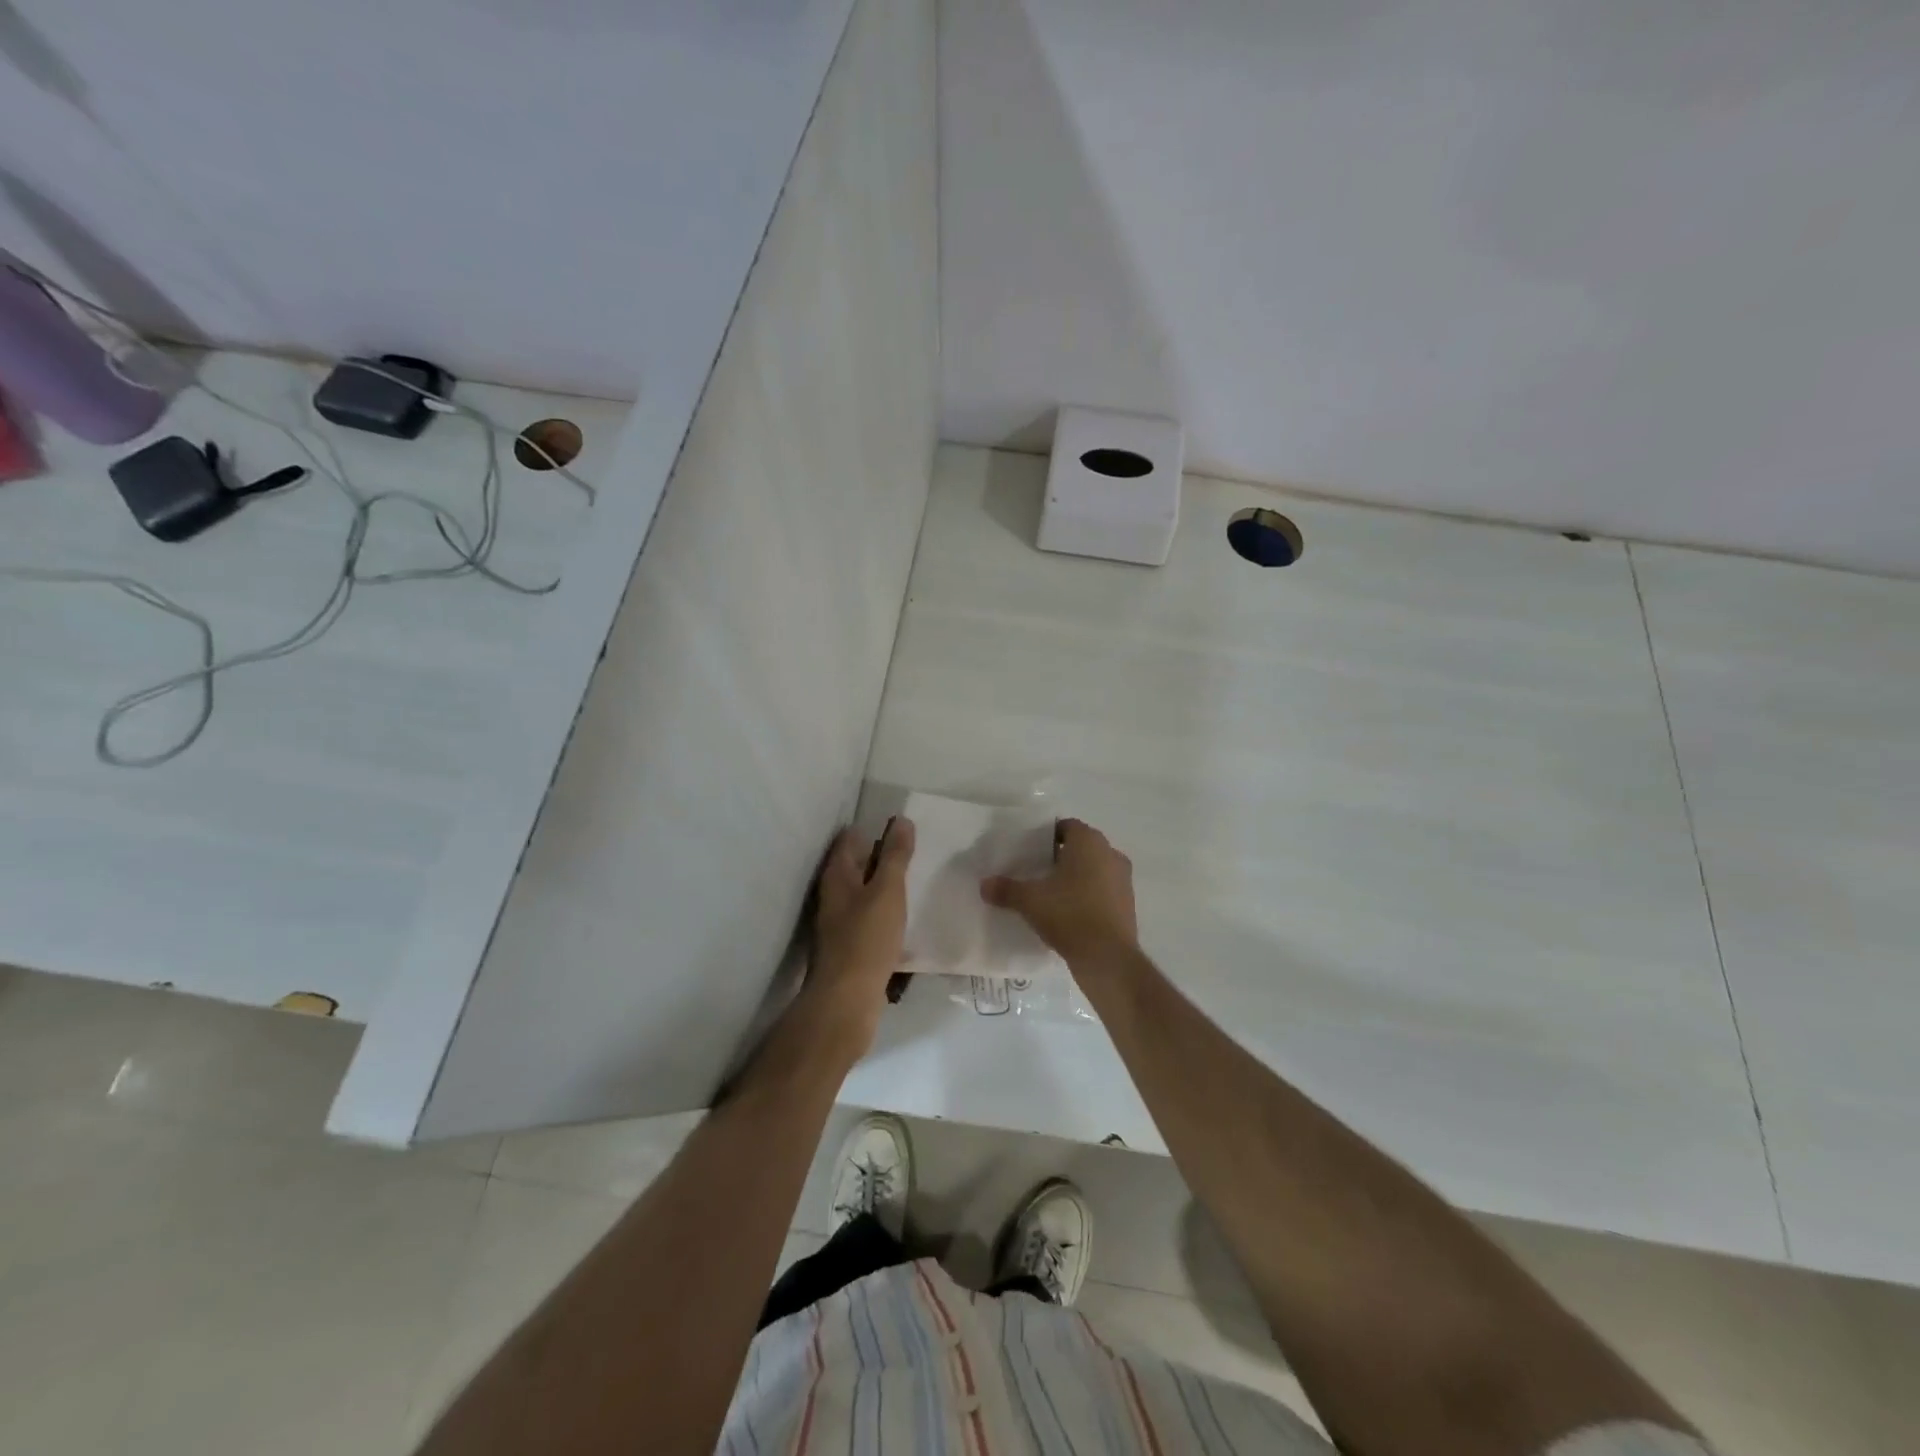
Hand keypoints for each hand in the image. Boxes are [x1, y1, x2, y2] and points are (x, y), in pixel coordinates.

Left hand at [806, 817, 915, 1044]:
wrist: (847, 1000)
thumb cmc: (866, 938)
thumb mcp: (887, 891)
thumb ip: (895, 856)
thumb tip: (901, 820)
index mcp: (837, 877)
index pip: (848, 839)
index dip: (870, 829)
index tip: (898, 824)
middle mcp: (833, 896)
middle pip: (854, 866)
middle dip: (879, 855)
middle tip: (911, 848)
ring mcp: (839, 923)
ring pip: (863, 894)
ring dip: (883, 885)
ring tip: (914, 878)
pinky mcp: (850, 947)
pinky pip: (869, 919)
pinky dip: (885, 911)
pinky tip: (904, 917)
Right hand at [981, 818, 1138, 968]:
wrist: (1108, 958)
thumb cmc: (1069, 914)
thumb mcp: (1030, 901)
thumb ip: (1006, 889)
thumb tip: (984, 885)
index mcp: (1089, 842)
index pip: (1065, 826)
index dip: (1045, 836)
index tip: (1027, 852)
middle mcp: (1111, 853)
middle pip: (1080, 847)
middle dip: (1059, 857)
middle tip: (1035, 872)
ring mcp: (1123, 879)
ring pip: (1093, 869)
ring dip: (1075, 877)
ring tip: (1050, 894)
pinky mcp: (1128, 904)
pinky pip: (1103, 891)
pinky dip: (1087, 896)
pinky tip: (1068, 913)